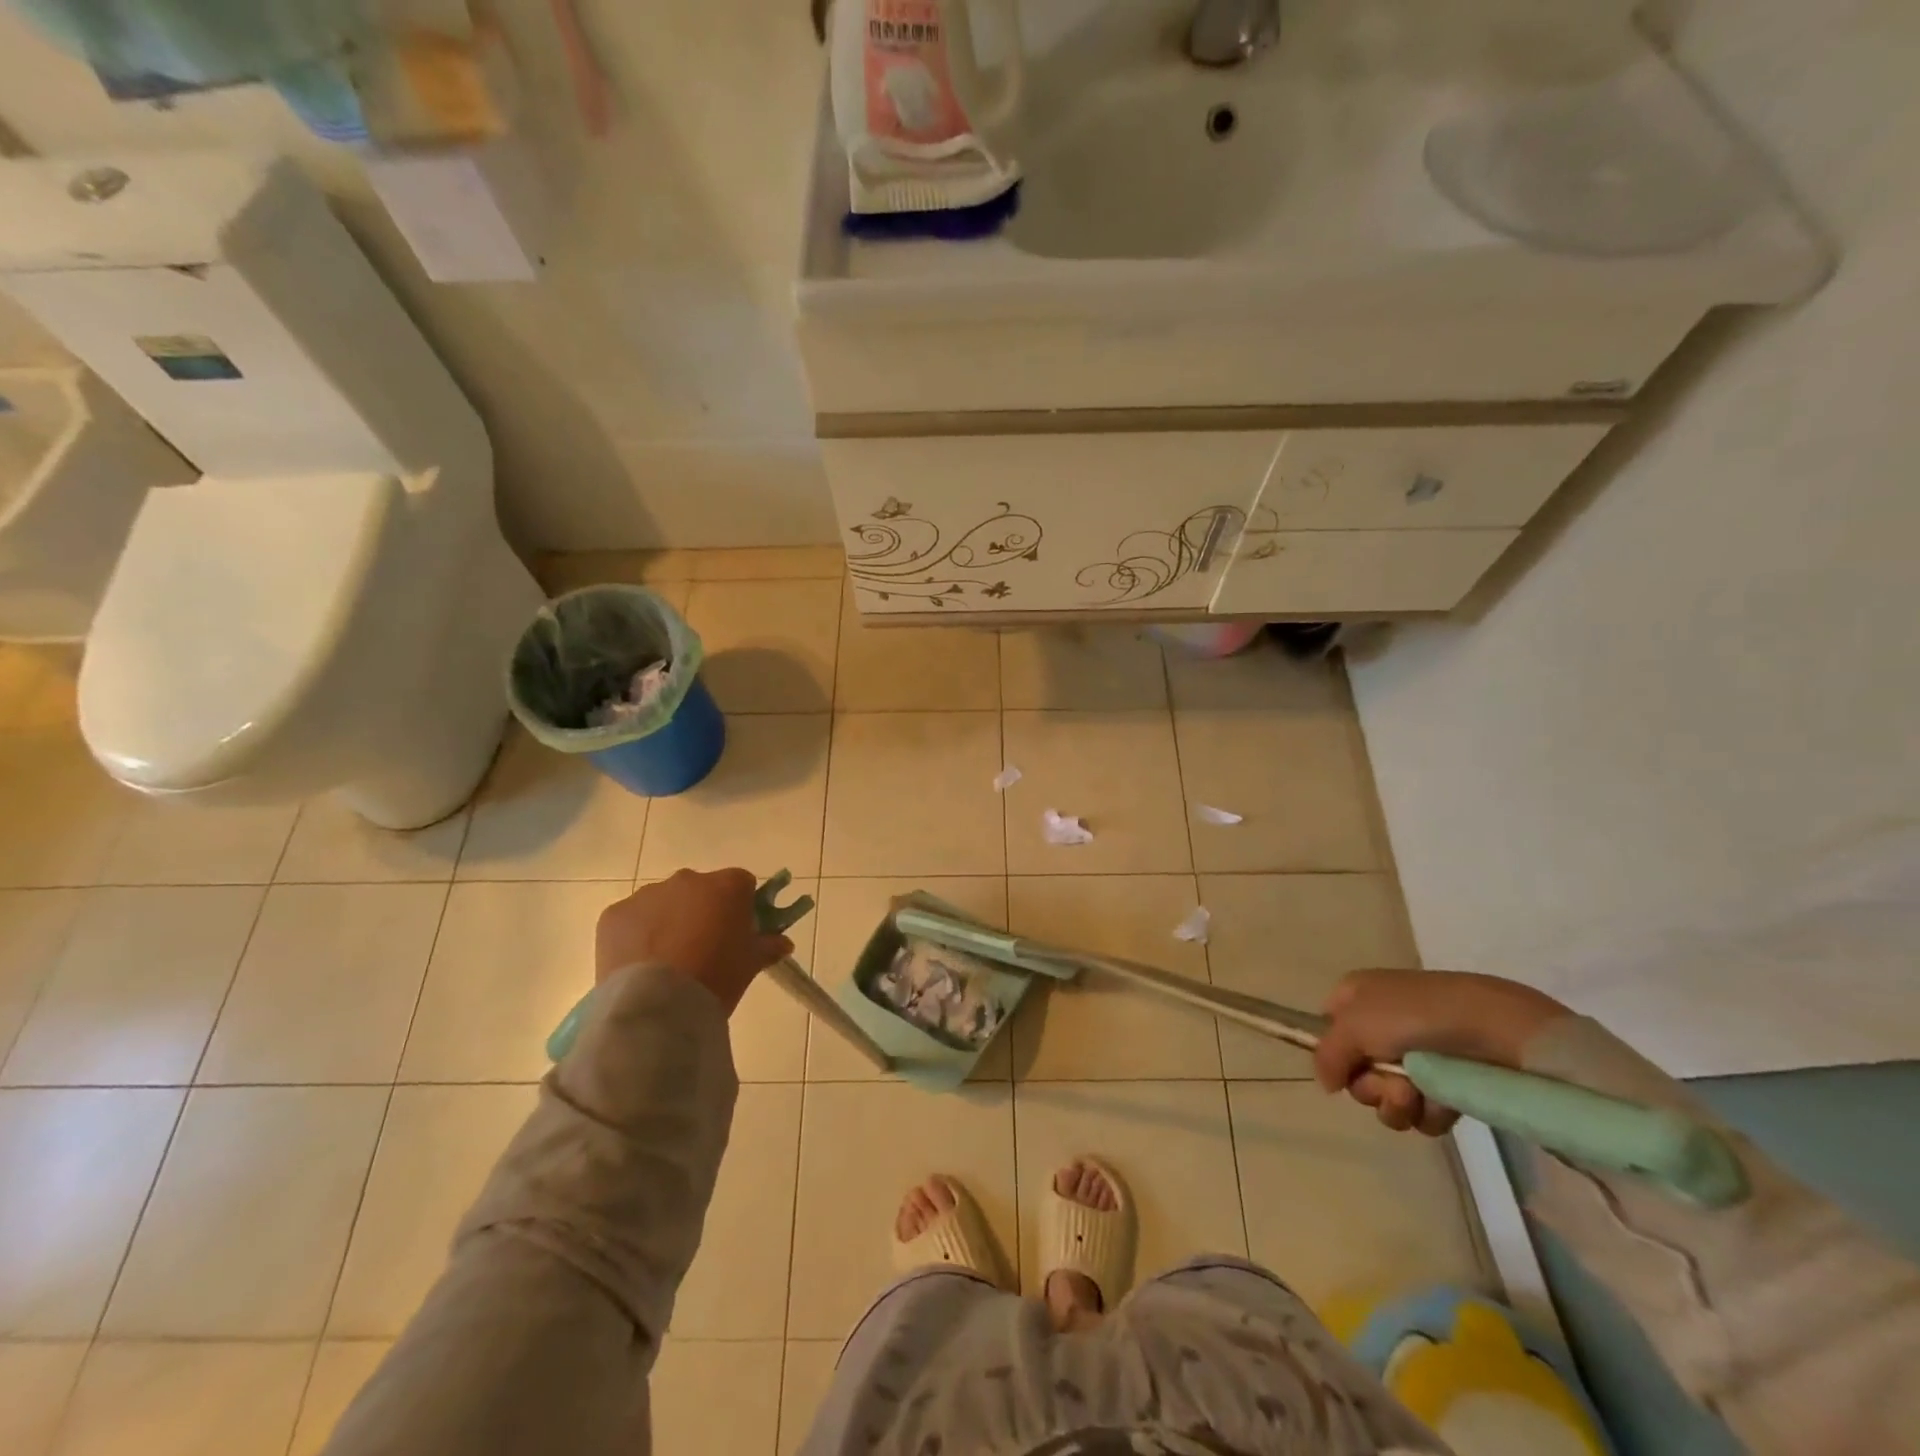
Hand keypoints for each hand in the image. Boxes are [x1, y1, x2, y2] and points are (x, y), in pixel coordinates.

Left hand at [596, 869, 793, 1014]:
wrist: (658, 1006)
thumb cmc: (716, 978)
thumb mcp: (751, 964)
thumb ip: (768, 946)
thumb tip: (782, 943)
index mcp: (727, 886)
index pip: (742, 884)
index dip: (742, 907)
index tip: (739, 932)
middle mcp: (688, 880)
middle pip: (701, 890)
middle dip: (703, 911)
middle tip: (704, 948)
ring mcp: (648, 894)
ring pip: (665, 902)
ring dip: (669, 921)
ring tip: (668, 961)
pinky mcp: (615, 914)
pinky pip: (633, 919)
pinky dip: (638, 935)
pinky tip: (641, 964)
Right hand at [1315, 969, 1568, 1136]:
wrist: (1495, 1028)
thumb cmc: (1414, 1016)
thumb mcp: (1353, 1025)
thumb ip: (1327, 1055)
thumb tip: (1327, 1083)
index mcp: (1357, 997)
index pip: (1327, 1027)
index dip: (1333, 1052)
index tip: (1345, 1066)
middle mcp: (1383, 1024)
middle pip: (1357, 1071)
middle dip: (1370, 1085)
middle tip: (1390, 1081)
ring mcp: (1417, 1055)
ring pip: (1387, 1097)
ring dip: (1397, 1103)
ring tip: (1418, 1093)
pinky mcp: (1449, 1082)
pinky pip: (1422, 1112)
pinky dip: (1429, 1111)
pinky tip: (1443, 1101)